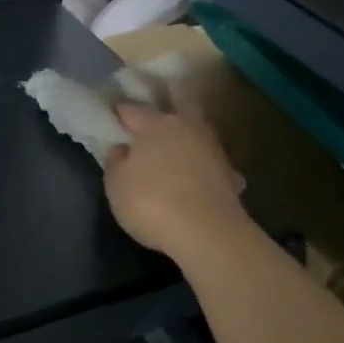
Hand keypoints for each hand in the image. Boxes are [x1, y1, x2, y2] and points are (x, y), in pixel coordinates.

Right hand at [104, 101, 245, 257]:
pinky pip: (212, 164)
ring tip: (175, 150)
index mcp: (155, 125)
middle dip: (166, 110)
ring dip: (187, 139)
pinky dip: (204, 167)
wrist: (208, 233)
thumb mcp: (116, 185)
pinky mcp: (231, 175)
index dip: (121, 112)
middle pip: (177, 108)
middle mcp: (187, 128)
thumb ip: (115, 162)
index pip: (133, 109)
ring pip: (197, 134)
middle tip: (152, 121)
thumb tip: (121, 148)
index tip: (113, 115)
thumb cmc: (151, 202)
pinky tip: (199, 179)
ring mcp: (213, 150)